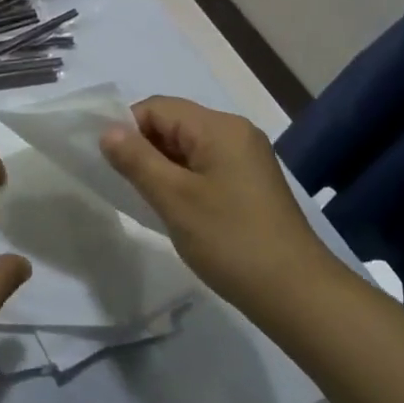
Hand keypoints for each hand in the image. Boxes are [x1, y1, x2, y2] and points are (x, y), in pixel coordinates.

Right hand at [99, 96, 341, 313]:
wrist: (296, 294)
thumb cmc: (231, 241)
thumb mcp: (174, 199)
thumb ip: (136, 160)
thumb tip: (107, 131)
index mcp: (219, 127)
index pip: (158, 108)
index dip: (128, 129)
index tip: (112, 165)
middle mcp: (235, 132)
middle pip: (174, 123)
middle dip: (145, 148)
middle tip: (128, 186)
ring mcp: (247, 158)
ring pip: (188, 147)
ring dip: (163, 166)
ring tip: (150, 200)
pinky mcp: (251, 182)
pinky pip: (205, 165)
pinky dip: (184, 179)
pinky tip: (177, 209)